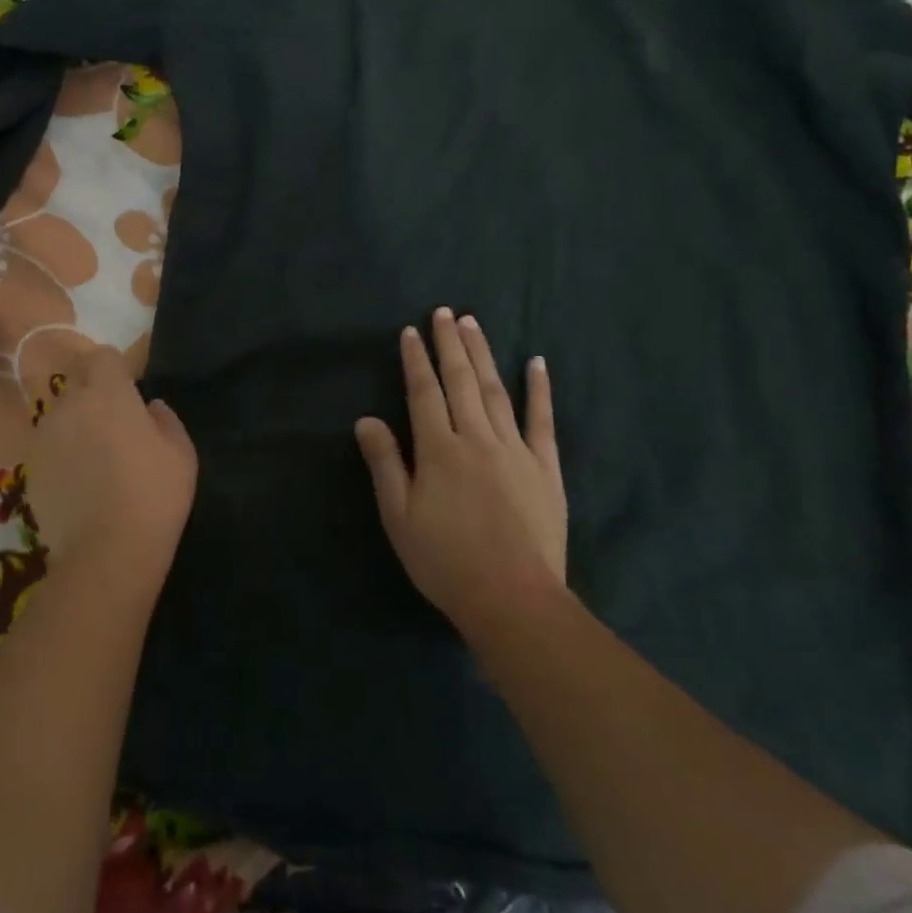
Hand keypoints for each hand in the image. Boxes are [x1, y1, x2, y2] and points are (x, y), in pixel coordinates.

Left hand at [25, 346, 196, 580]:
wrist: (106, 553)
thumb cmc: (154, 495)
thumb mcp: (182, 453)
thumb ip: (166, 419)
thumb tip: (150, 408)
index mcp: (108, 392)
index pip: (103, 356)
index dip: (116, 370)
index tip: (128, 390)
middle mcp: (69, 404)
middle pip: (76, 381)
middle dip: (92, 392)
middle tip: (112, 423)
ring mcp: (44, 436)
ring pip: (59, 414)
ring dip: (74, 423)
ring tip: (92, 456)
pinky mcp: (28, 467)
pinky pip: (47, 446)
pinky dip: (59, 454)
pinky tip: (76, 482)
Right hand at [355, 308, 568, 644]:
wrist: (513, 600)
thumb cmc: (446, 561)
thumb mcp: (400, 517)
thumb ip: (385, 464)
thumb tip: (366, 419)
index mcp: (439, 450)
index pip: (424, 392)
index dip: (415, 360)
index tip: (411, 331)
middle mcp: (476, 438)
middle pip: (461, 381)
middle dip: (450, 344)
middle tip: (446, 312)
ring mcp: (515, 449)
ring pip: (495, 390)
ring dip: (483, 354)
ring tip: (474, 323)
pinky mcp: (545, 467)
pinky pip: (542, 420)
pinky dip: (539, 389)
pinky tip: (536, 362)